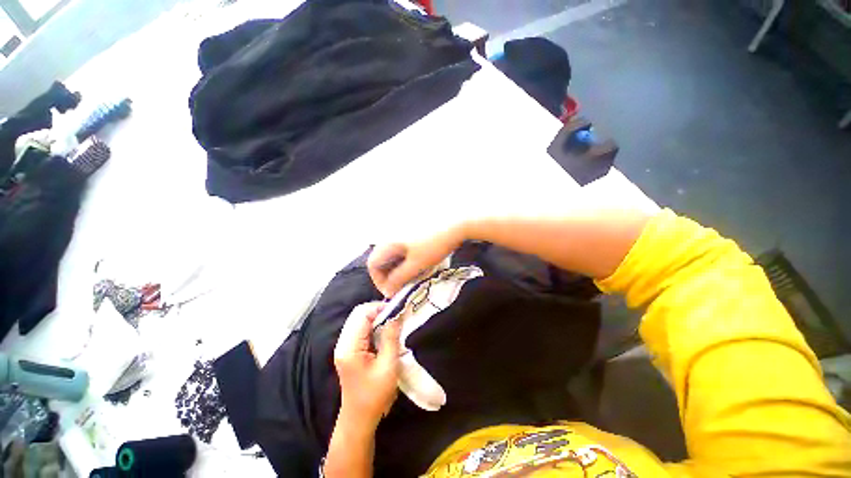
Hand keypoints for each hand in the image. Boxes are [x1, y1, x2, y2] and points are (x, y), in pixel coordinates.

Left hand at [333, 302, 401, 429]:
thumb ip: (391, 337)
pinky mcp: (349, 350)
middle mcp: (343, 343)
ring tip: (392, 323)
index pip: (361, 313)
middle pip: (358, 314)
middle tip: (395, 316)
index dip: (379, 307)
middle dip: (378, 311)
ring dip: (376, 318)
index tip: (396, 311)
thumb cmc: (374, 395)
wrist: (359, 419)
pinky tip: (384, 332)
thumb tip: (396, 315)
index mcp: (350, 347)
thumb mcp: (388, 365)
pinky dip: (373, 326)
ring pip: (359, 320)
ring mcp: (344, 346)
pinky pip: (360, 329)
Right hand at [368, 225, 465, 296]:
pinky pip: (403, 247)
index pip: (372, 264)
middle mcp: (392, 234)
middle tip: (402, 285)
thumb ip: (399, 279)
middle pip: (382, 258)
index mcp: (389, 241)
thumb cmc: (435, 245)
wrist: (456, 224)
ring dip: (399, 267)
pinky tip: (419, 263)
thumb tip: (388, 289)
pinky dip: (407, 258)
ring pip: (394, 253)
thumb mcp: (416, 265)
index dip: (379, 281)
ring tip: (413, 276)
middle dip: (390, 275)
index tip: (392, 291)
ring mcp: (402, 230)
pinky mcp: (412, 230)